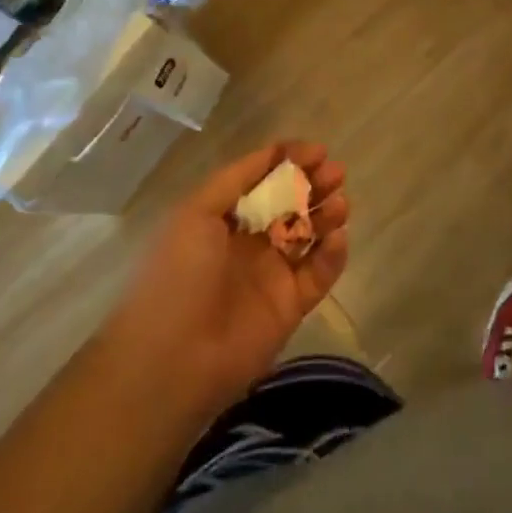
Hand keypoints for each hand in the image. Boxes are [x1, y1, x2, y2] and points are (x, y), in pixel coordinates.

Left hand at [103, 141, 349, 422]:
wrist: (171, 361)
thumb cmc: (177, 276)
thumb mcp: (196, 212)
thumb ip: (237, 178)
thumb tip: (277, 150)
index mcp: (222, 218)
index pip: (263, 180)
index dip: (289, 162)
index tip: (317, 151)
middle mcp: (249, 242)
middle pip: (291, 204)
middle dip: (314, 184)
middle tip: (336, 172)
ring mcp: (271, 274)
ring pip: (309, 235)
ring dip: (326, 214)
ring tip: (340, 203)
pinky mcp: (291, 306)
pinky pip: (319, 273)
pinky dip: (333, 254)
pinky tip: (337, 237)